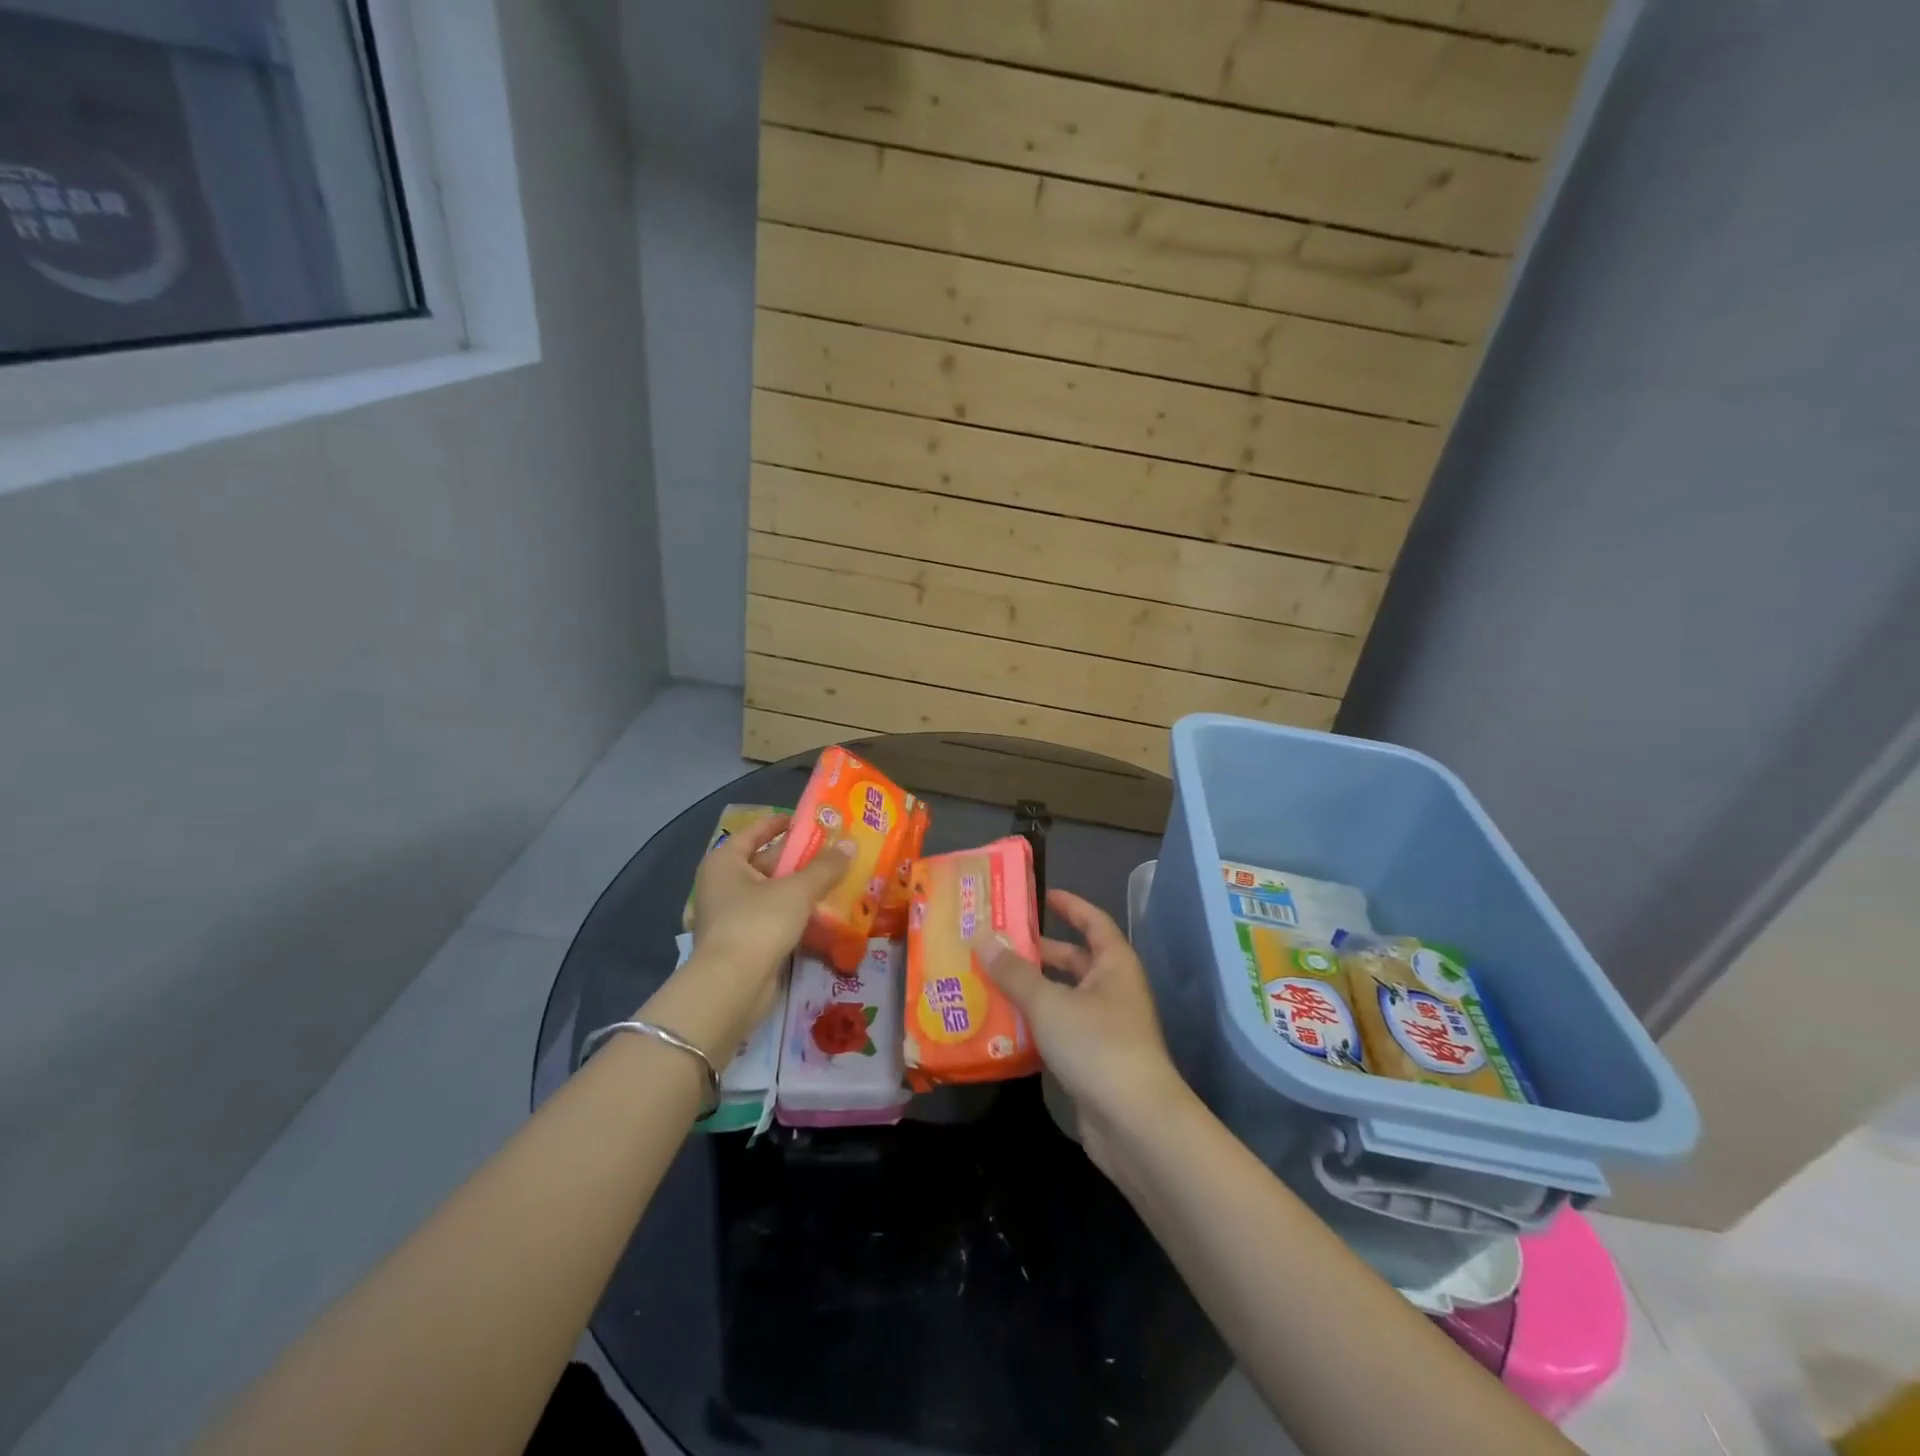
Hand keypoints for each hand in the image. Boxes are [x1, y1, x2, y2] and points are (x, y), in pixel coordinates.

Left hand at [655, 815, 854, 1061]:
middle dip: (799, 857)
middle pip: (765, 861)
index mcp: (725, 862)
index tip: (813, 821)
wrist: (732, 987)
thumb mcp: (797, 890)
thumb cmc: (758, 924)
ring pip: (771, 892)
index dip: (783, 823)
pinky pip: (772, 917)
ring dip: (800, 887)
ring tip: (836, 878)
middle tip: (834, 850)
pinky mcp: (743, 941)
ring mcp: (731, 915)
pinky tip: (823, 911)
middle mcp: (722, 884)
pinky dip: (794, 912)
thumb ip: (825, 867)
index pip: (756, 831)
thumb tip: (851, 843)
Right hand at [970, 888, 1191, 1169]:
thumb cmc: (1097, 1045)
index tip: (1040, 896)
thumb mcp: (1048, 1003)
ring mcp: (1105, 1027)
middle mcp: (1113, 990)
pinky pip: (1059, 1030)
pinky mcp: (1093, 1060)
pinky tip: (1001, 1026)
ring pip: (1062, 997)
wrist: (1135, 1124)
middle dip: (1037, 952)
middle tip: (995, 943)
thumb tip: (982, 939)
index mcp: (1113, 964)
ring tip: (987, 981)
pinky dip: (1034, 1024)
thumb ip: (1014, 972)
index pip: (1092, 921)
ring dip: (1030, 990)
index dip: (1069, 905)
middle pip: (1073, 960)